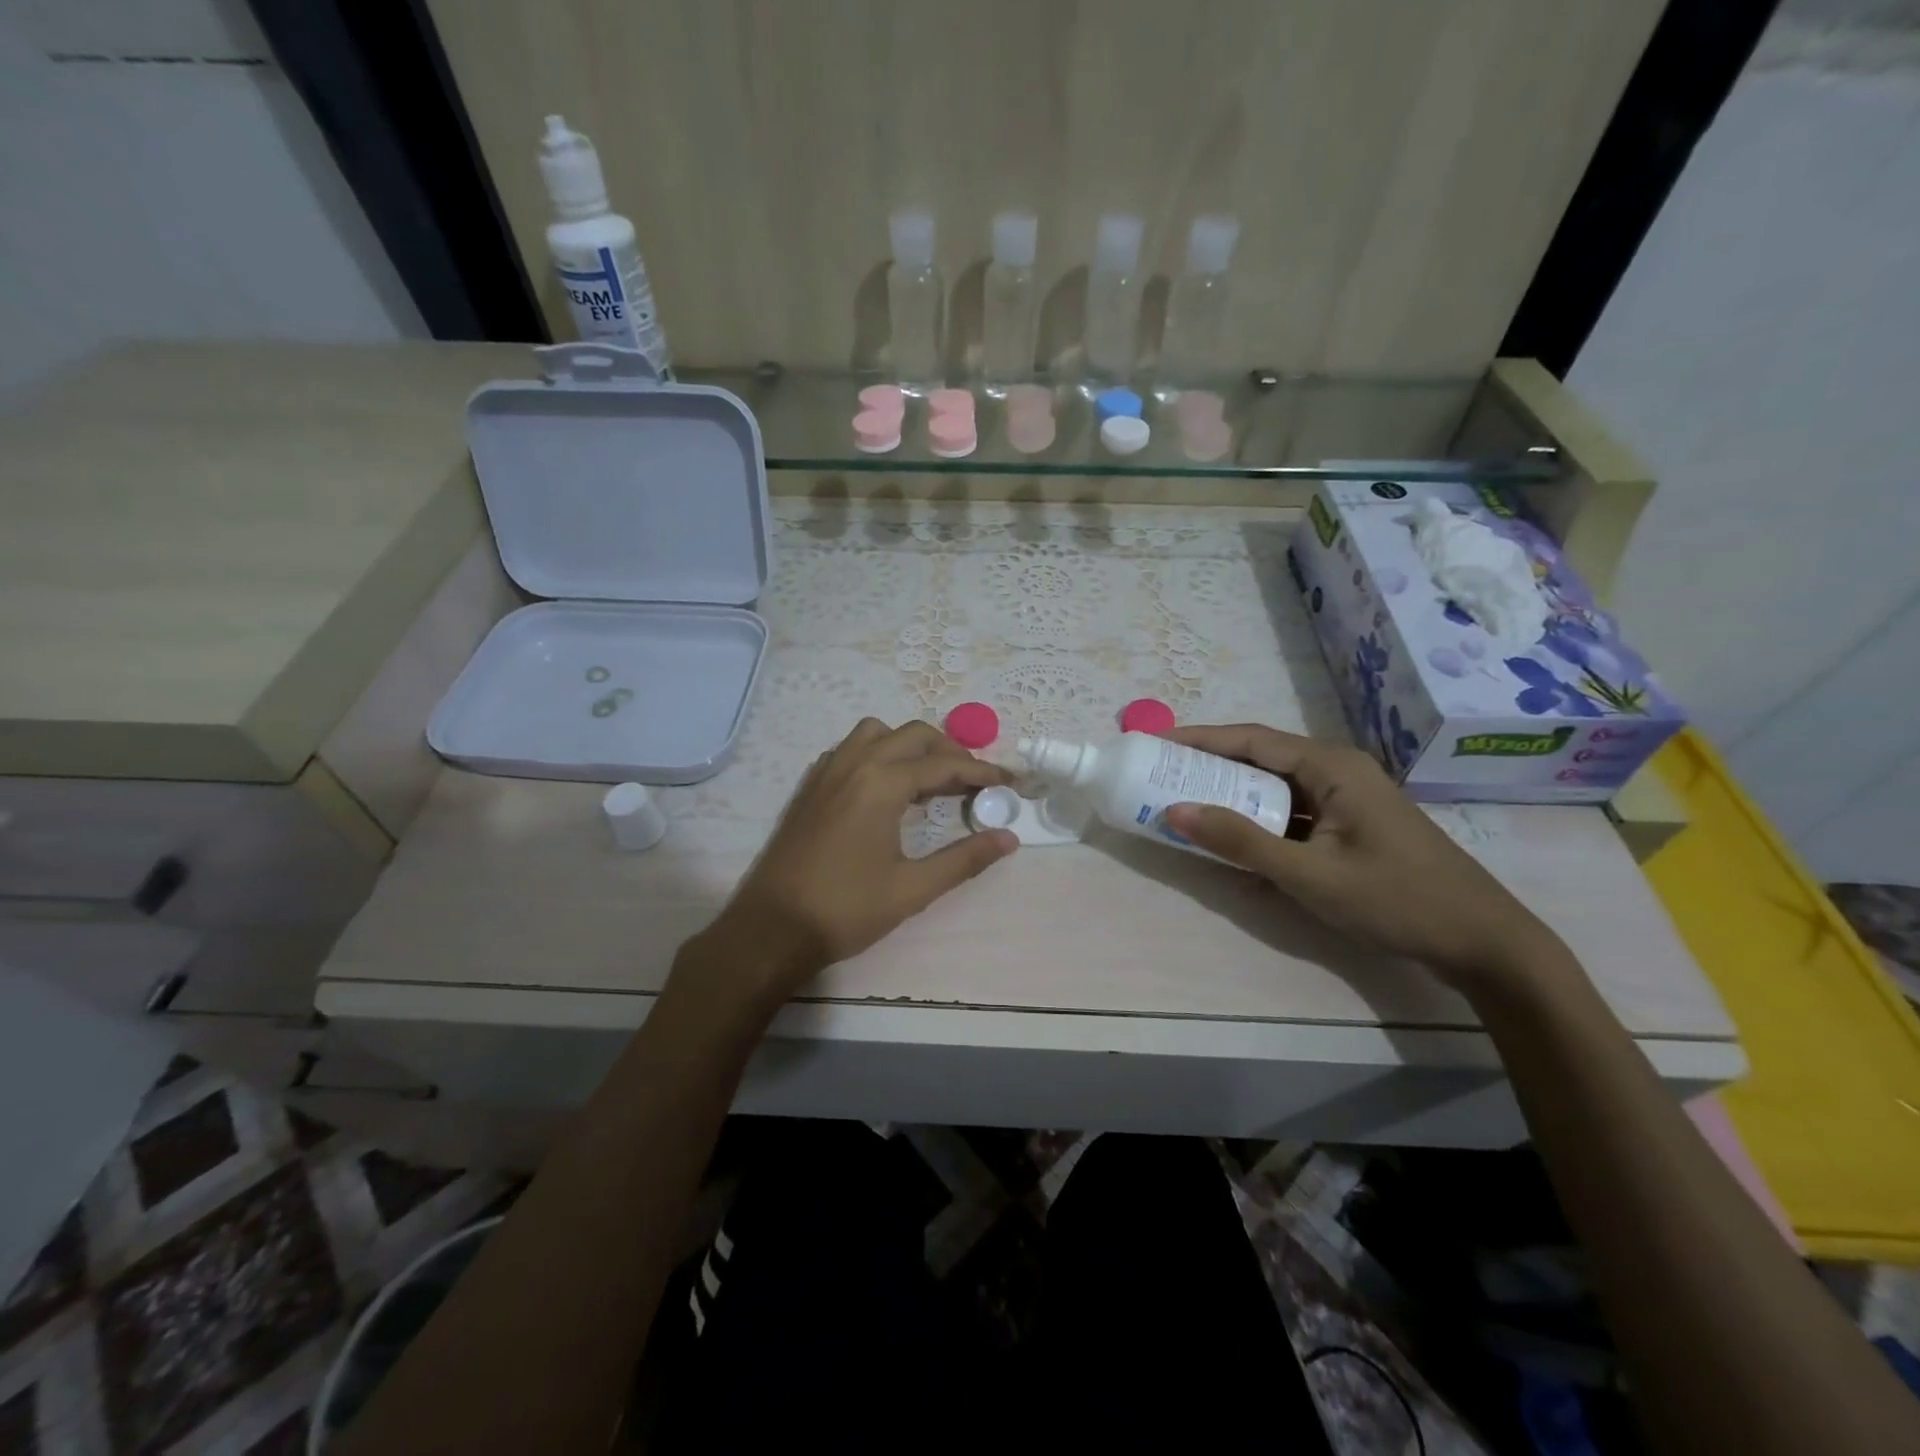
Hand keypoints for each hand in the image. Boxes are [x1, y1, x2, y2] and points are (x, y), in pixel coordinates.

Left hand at [687, 719, 1017, 1005]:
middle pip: (914, 735)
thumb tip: (1009, 838)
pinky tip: (886, 789)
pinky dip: (878, 754)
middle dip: (950, 752)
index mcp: (881, 783)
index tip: (1010, 783)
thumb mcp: (912, 889)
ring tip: (930, 780)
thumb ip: (964, 859)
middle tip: (974, 783)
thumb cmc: (845, 910)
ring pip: (877, 734)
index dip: (982, 772)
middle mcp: (854, 764)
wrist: (771, 929)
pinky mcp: (810, 786)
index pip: (944, 764)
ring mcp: (827, 771)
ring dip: (910, 746)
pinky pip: (851, 749)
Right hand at [1163, 724, 1564, 989]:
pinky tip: (1231, 842)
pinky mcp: (1350, 829)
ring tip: (1183, 804)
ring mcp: (1347, 801)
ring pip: (1275, 789)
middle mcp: (1338, 772)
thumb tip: (1175, 811)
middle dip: (1209, 767)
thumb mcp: (1310, 874)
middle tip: (1159, 775)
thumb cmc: (1396, 899)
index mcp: (1331, 767)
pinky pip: (1292, 815)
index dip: (1198, 739)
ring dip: (1232, 797)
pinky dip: (1258, 824)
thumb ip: (1241, 842)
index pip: (1250, 740)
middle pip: (1260, 760)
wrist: (1483, 943)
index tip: (1155, 742)